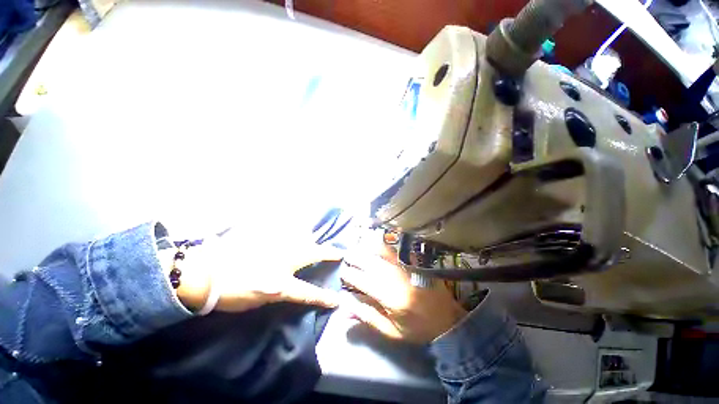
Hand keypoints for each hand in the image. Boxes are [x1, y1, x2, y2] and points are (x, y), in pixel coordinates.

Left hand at [171, 228, 342, 313]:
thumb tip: (290, 283)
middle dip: (327, 253)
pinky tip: (297, 229)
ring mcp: (275, 246)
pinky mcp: (267, 236)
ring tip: (317, 240)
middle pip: (312, 254)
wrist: (206, 273)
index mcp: (279, 283)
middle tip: (337, 252)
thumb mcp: (257, 301)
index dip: (324, 297)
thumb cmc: (230, 293)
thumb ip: (278, 291)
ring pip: (301, 238)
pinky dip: (294, 230)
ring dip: (312, 240)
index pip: (307, 292)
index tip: (337, 299)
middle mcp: (283, 262)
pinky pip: (286, 230)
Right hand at [342, 244, 466, 343]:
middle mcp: (396, 277)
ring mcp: (406, 267)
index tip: (343, 273)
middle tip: (347, 255)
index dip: (350, 275)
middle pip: (371, 262)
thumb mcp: (391, 330)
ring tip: (358, 245)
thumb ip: (367, 316)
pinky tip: (377, 242)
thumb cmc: (417, 328)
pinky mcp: (414, 262)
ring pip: (382, 251)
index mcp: (390, 296)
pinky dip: (384, 245)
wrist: (448, 319)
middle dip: (356, 257)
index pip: (363, 280)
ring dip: (368, 247)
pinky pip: (396, 250)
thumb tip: (345, 305)